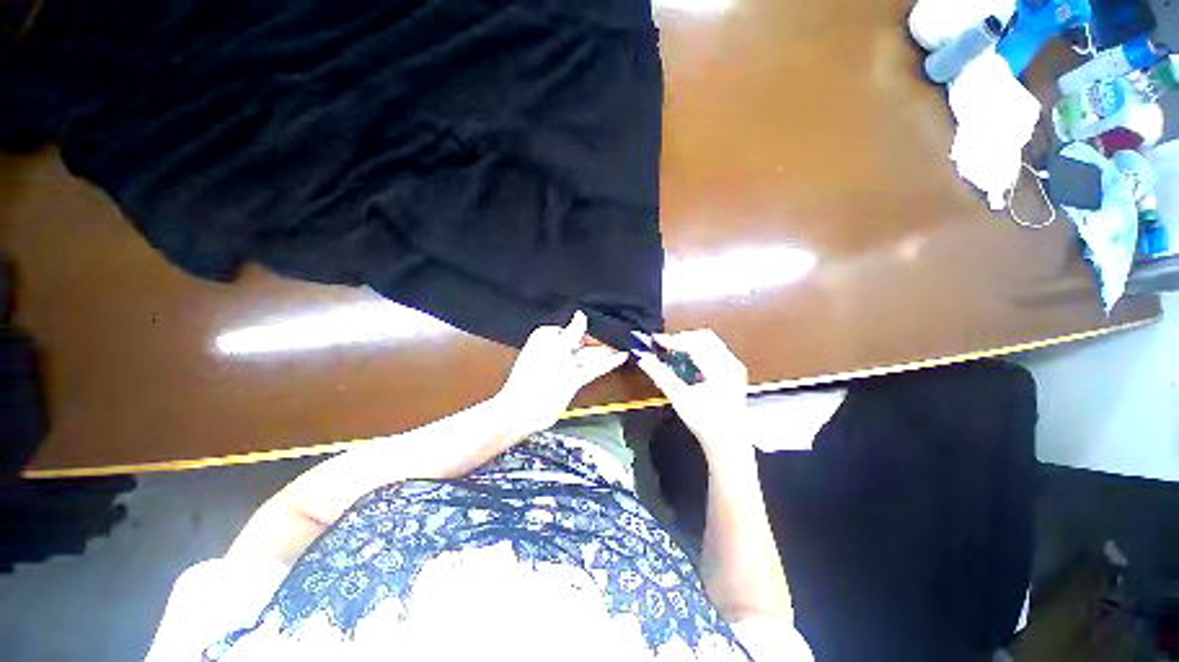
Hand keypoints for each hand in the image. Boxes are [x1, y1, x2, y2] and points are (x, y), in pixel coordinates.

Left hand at [495, 311, 626, 436]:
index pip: (573, 327)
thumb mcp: (556, 347)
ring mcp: (566, 366)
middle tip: (622, 331)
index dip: (590, 326)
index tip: (607, 321)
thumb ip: (573, 331)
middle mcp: (558, 350)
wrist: (527, 408)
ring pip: (590, 355)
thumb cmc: (536, 373)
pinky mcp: (574, 380)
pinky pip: (592, 368)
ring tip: (626, 342)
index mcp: (548, 337)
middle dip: (601, 338)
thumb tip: (581, 315)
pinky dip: (606, 363)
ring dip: (607, 350)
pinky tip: (620, 356)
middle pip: (583, 341)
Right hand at [636, 330, 751, 458]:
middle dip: (682, 338)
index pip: (694, 343)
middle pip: (704, 337)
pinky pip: (715, 350)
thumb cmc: (705, 422)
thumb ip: (661, 375)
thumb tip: (643, 358)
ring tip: (672, 351)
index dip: (672, 340)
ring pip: (710, 341)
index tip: (655, 340)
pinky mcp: (734, 372)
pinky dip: (699, 350)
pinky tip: (687, 360)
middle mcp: (730, 362)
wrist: (729, 444)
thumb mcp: (680, 399)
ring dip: (690, 342)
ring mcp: (734, 366)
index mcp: (720, 368)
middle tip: (663, 346)